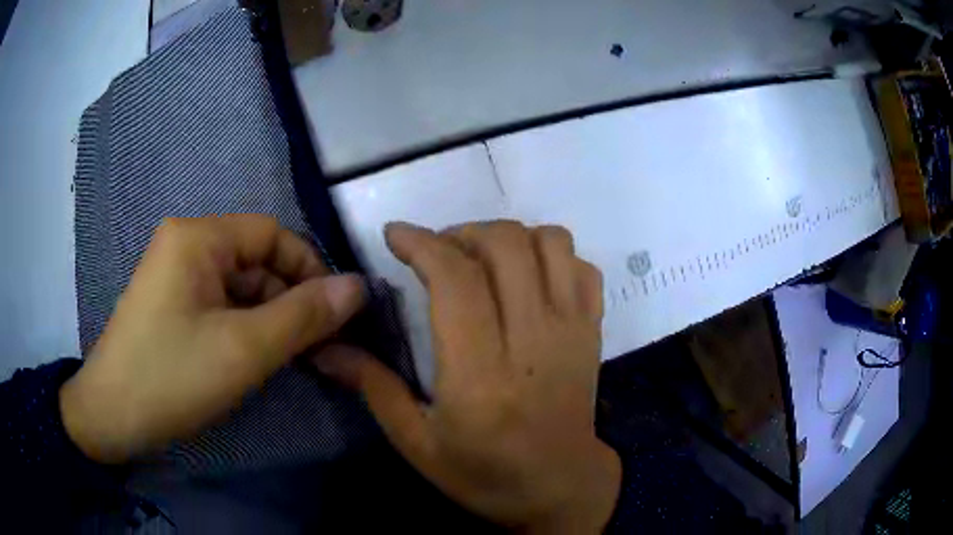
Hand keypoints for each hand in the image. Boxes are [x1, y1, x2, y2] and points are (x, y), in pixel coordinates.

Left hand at [60, 215, 364, 463]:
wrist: (111, 416)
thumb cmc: (172, 377)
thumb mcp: (244, 350)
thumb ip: (304, 316)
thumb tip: (358, 287)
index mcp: (198, 237)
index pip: (271, 234)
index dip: (309, 268)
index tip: (333, 315)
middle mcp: (185, 244)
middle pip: (254, 261)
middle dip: (286, 300)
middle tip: (313, 349)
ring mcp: (174, 275)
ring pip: (238, 287)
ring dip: (265, 319)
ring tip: (281, 360)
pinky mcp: (170, 304)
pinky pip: (218, 305)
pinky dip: (241, 328)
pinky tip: (248, 360)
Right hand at [314, 221, 620, 533]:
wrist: (559, 486)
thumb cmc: (483, 473)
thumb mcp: (416, 443)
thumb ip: (373, 386)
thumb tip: (324, 347)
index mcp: (480, 375)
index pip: (456, 280)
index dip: (422, 243)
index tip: (396, 235)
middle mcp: (532, 341)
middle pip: (506, 246)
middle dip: (462, 233)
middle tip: (438, 253)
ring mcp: (572, 330)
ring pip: (550, 243)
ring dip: (509, 237)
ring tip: (483, 260)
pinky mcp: (593, 331)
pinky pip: (583, 266)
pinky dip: (553, 255)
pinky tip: (528, 277)